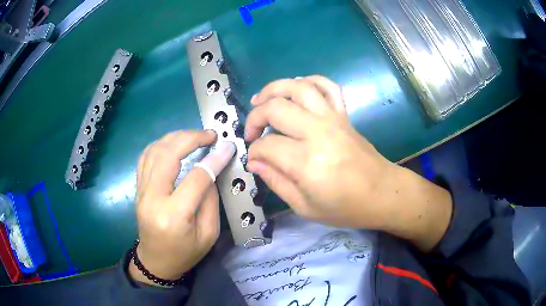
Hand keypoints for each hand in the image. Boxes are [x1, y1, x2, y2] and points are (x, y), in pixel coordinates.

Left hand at [130, 130, 234, 285]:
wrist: (156, 262)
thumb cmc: (185, 253)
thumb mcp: (208, 234)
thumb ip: (210, 200)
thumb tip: (210, 170)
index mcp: (174, 215)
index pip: (196, 178)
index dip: (214, 159)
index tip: (227, 147)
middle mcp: (153, 199)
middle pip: (168, 155)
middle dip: (191, 138)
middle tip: (210, 134)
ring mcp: (141, 192)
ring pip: (154, 151)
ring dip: (175, 137)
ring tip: (194, 135)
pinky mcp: (137, 188)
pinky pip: (145, 157)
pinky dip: (160, 144)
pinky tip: (173, 143)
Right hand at [245, 76, 451, 250]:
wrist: (382, 193)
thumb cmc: (345, 207)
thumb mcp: (305, 207)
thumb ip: (276, 181)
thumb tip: (254, 162)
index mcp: (306, 162)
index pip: (266, 145)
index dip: (253, 152)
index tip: (253, 160)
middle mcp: (318, 132)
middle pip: (276, 108)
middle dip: (254, 117)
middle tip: (251, 133)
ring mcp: (333, 119)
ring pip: (298, 87)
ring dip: (274, 89)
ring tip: (261, 100)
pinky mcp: (344, 114)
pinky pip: (327, 86)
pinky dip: (309, 81)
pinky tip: (296, 89)